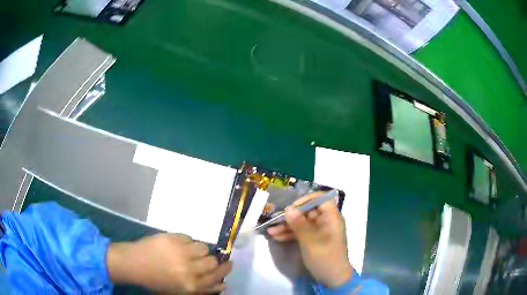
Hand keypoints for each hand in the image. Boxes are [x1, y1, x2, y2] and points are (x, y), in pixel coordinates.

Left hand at [107, 233, 231, 293]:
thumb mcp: (180, 291)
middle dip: (213, 261)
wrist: (134, 263)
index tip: (228, 265)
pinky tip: (178, 246)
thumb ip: (203, 289)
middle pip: (213, 261)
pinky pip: (189, 238)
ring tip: (190, 252)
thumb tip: (223, 284)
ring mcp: (181, 252)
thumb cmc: (156, 281)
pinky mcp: (173, 238)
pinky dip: (187, 242)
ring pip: (203, 247)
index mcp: (191, 285)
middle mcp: (189, 269)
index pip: (217, 277)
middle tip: (208, 259)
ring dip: (199, 251)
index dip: (225, 270)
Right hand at [267, 192, 352, 287]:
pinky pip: (302, 233)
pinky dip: (291, 235)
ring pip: (302, 223)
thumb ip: (299, 224)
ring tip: (271, 232)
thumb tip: (288, 208)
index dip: (305, 200)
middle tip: (275, 221)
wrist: (333, 278)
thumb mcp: (310, 241)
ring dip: (287, 227)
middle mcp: (326, 221)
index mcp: (331, 217)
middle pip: (307, 212)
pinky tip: (277, 237)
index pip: (320, 199)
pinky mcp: (314, 240)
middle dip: (291, 217)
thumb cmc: (325, 257)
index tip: (291, 208)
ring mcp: (320, 231)